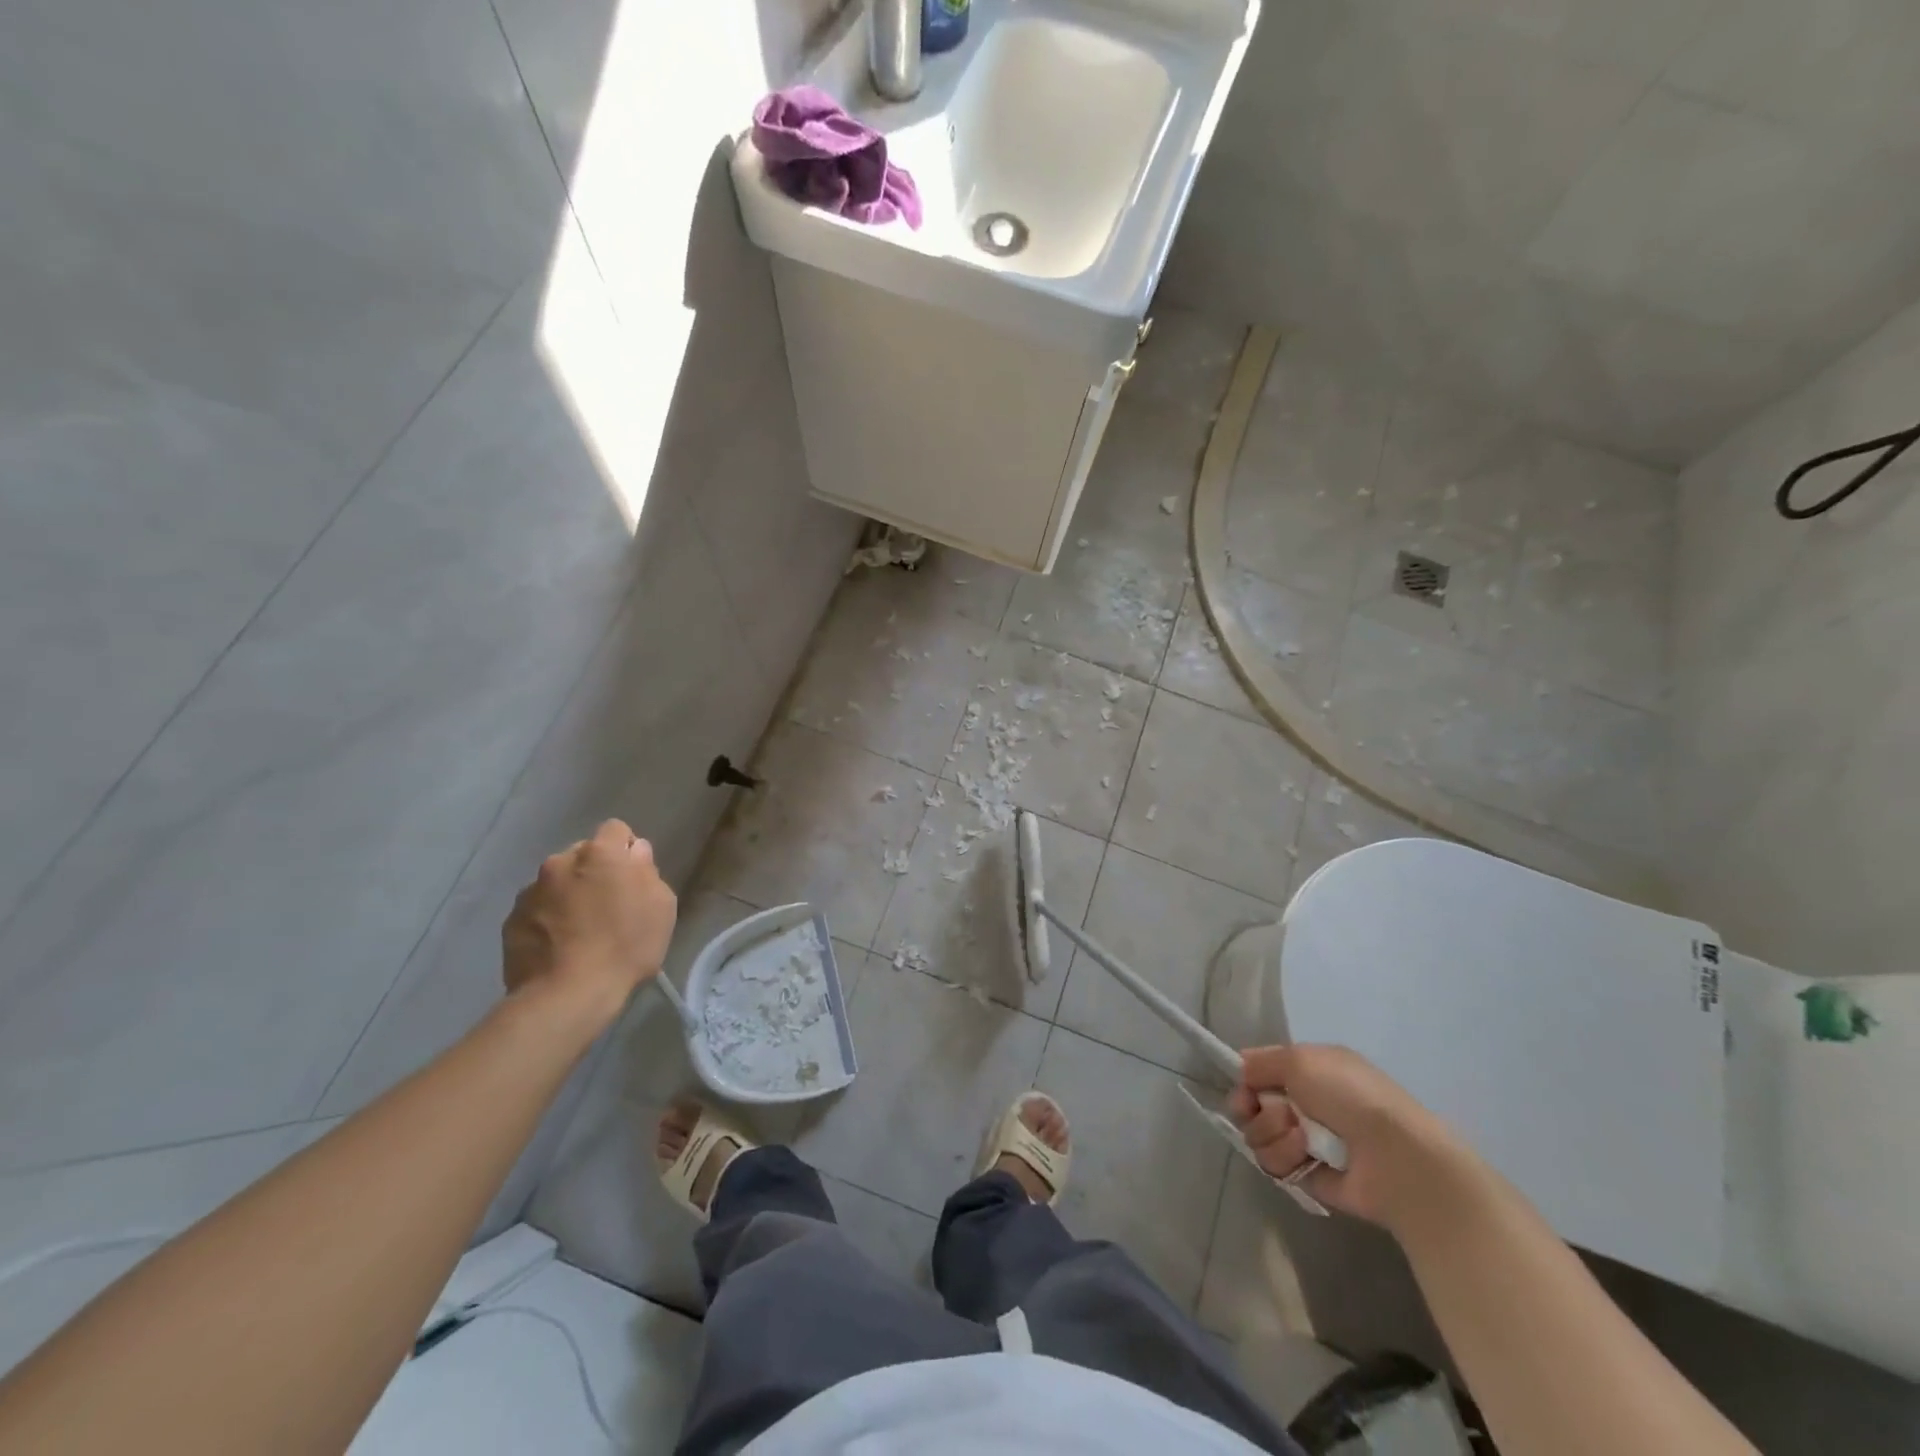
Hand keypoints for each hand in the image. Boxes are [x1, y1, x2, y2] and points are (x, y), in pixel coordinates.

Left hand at [501, 820, 676, 1020]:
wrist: (566, 995)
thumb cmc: (625, 947)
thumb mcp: (661, 906)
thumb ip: (647, 871)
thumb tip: (634, 855)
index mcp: (600, 854)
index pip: (616, 829)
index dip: (626, 849)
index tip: (633, 875)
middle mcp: (560, 862)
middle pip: (583, 855)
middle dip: (594, 872)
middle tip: (607, 905)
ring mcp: (530, 891)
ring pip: (556, 882)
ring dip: (568, 895)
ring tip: (579, 931)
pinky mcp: (511, 920)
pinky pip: (536, 909)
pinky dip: (547, 919)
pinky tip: (558, 947)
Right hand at [1230, 1044, 1470, 1232]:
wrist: (1394, 1158)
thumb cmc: (1349, 1096)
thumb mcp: (1300, 1060)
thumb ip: (1261, 1062)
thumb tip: (1242, 1071)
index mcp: (1308, 1070)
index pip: (1259, 1070)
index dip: (1245, 1078)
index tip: (1245, 1088)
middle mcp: (1303, 1102)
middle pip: (1251, 1105)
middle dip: (1254, 1110)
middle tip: (1277, 1114)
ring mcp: (1304, 1141)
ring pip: (1258, 1135)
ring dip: (1273, 1134)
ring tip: (1302, 1139)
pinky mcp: (1305, 1174)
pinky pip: (1273, 1164)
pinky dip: (1286, 1158)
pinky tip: (1307, 1157)